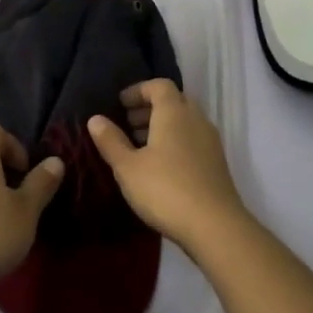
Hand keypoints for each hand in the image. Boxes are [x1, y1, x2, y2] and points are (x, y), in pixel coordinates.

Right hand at [88, 80, 246, 252]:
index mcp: (174, 112)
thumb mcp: (128, 167)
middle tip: (127, 125)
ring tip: (140, 147)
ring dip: (162, 126)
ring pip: (184, 122)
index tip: (119, 104)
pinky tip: (160, 167)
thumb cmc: (165, 189)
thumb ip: (110, 141)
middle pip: (173, 101)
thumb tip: (95, 118)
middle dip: (149, 109)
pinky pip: (193, 139)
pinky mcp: (217, 163)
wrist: (215, 227)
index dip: (138, 90)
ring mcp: (210, 141)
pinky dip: (175, 142)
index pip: (158, 85)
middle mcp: (196, 119)